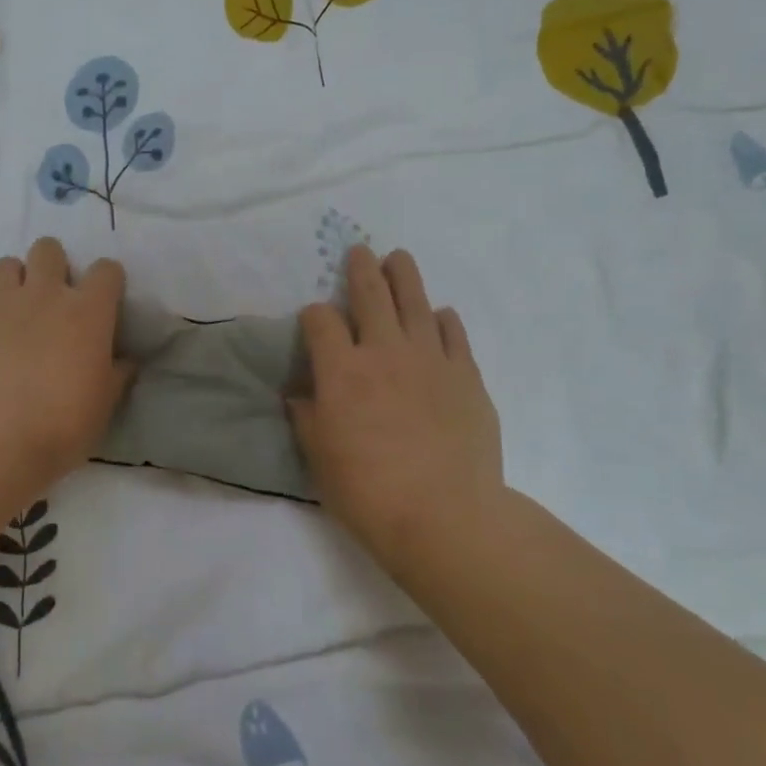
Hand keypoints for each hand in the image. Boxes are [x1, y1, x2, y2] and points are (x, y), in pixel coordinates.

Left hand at [0, 237, 132, 493]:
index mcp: (87, 311)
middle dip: (53, 264)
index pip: (106, 271)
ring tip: (13, 303)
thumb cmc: (63, 422)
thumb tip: (126, 361)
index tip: (105, 299)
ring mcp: (0, 303)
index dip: (108, 280)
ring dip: (12, 278)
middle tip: (53, 295)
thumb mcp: (105, 403)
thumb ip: (117, 374)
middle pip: (48, 249)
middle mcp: (44, 294)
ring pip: (4, 263)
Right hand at [288, 246, 504, 562]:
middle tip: (359, 251)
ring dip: (404, 276)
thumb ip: (307, 418)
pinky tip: (440, 315)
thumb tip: (299, 395)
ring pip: (415, 301)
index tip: (314, 321)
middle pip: (370, 295)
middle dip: (360, 269)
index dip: (314, 315)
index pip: (320, 322)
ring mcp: (429, 359)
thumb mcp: (319, 457)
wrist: (444, 515)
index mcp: (341, 370)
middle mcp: (383, 352)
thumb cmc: (367, 491)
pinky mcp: (465, 374)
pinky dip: (443, 320)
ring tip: (398, 258)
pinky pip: (452, 334)